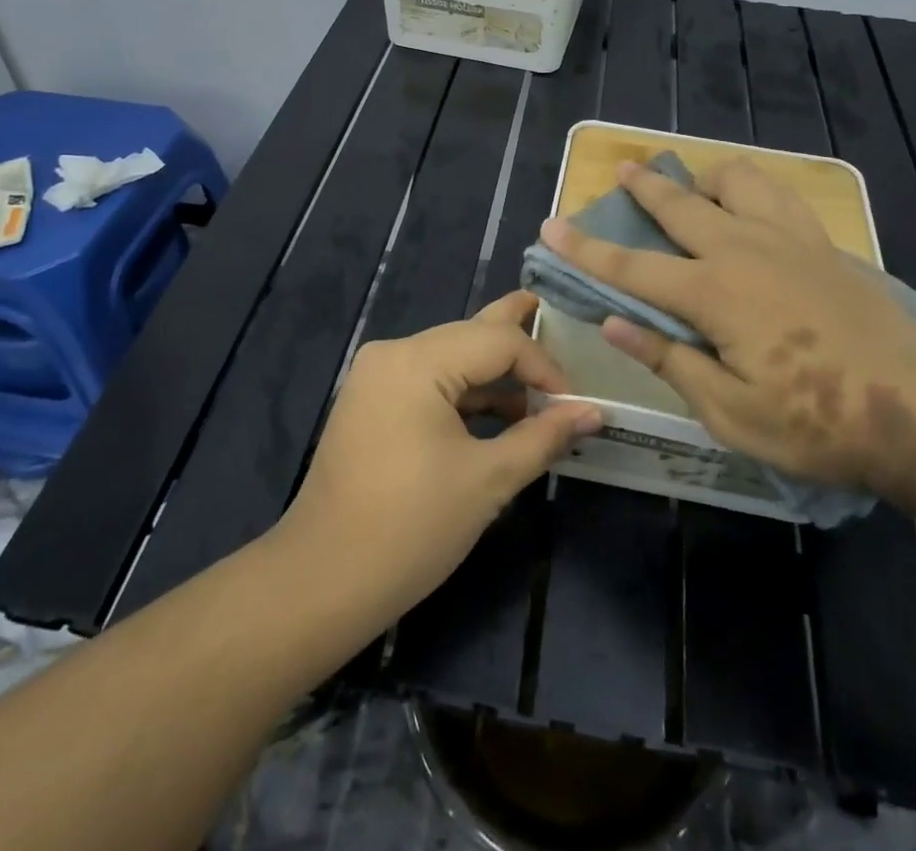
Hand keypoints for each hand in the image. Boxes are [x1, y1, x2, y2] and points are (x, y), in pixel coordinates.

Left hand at [277, 291, 599, 628]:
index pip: (498, 340)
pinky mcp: (371, 400)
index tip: (574, 406)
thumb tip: (593, 412)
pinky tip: (499, 413)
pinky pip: (429, 380)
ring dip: (494, 374)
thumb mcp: (488, 480)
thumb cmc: (411, 528)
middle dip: (520, 349)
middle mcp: (393, 352)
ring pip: (451, 356)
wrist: (322, 581)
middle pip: (471, 335)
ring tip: (539, 393)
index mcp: (417, 361)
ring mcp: (377, 375)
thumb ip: (543, 436)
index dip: (544, 366)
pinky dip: (466, 393)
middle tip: (563, 334)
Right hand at [539, 160, 915, 507]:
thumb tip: (613, 323)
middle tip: (622, 171)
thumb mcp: (730, 412)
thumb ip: (669, 360)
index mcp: (713, 294)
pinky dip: (753, 190)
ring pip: (737, 180)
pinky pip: (780, 195)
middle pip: (680, 205)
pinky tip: (753, 208)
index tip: (551, 226)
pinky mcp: (824, 243)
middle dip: (644, 187)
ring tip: (695, 190)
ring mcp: (789, 239)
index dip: (585, 249)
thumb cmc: (816, 422)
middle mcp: (744, 250)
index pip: (632, 267)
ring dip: (706, 178)